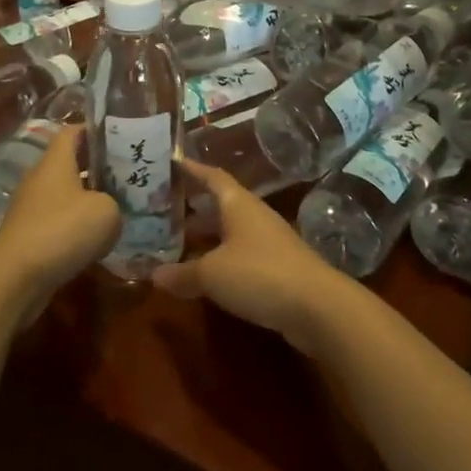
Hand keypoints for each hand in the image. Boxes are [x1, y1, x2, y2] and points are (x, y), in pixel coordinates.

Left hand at [0, 125, 118, 314]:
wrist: (14, 278)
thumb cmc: (62, 231)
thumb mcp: (106, 212)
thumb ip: (115, 203)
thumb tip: (109, 211)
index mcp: (56, 161)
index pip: (73, 131)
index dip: (96, 130)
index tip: (120, 138)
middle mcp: (40, 178)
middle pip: (70, 162)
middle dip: (97, 168)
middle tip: (127, 177)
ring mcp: (30, 207)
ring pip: (65, 194)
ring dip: (87, 200)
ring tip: (117, 210)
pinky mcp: (27, 234)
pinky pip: (57, 221)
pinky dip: (75, 227)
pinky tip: (95, 242)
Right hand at [154, 160, 352, 356]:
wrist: (317, 307)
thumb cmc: (259, 274)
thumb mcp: (212, 274)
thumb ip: (182, 273)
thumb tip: (153, 274)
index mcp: (238, 203)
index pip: (212, 176)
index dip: (191, 169)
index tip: (171, 164)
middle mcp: (254, 216)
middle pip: (219, 204)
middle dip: (192, 207)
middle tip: (161, 211)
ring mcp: (268, 241)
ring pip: (229, 231)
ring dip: (205, 236)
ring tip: (175, 245)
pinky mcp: (277, 268)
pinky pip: (240, 255)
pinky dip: (220, 260)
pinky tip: (204, 275)